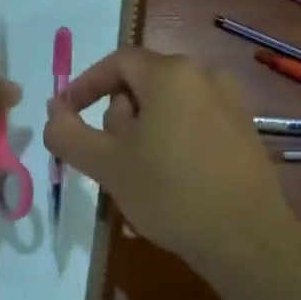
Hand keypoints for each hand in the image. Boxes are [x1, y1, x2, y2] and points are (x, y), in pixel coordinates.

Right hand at [42, 48, 296, 269]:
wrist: (245, 237)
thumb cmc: (169, 192)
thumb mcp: (106, 164)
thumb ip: (68, 133)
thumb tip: (54, 112)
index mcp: (171, 73)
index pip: (117, 62)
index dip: (85, 85)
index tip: (66, 114)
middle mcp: (206, 75)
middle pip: (145, 82)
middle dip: (118, 113)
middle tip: (107, 155)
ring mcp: (232, 102)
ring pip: (171, 104)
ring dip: (145, 129)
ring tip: (139, 172)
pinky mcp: (245, 130)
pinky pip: (196, 121)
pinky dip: (174, 138)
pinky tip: (172, 179)